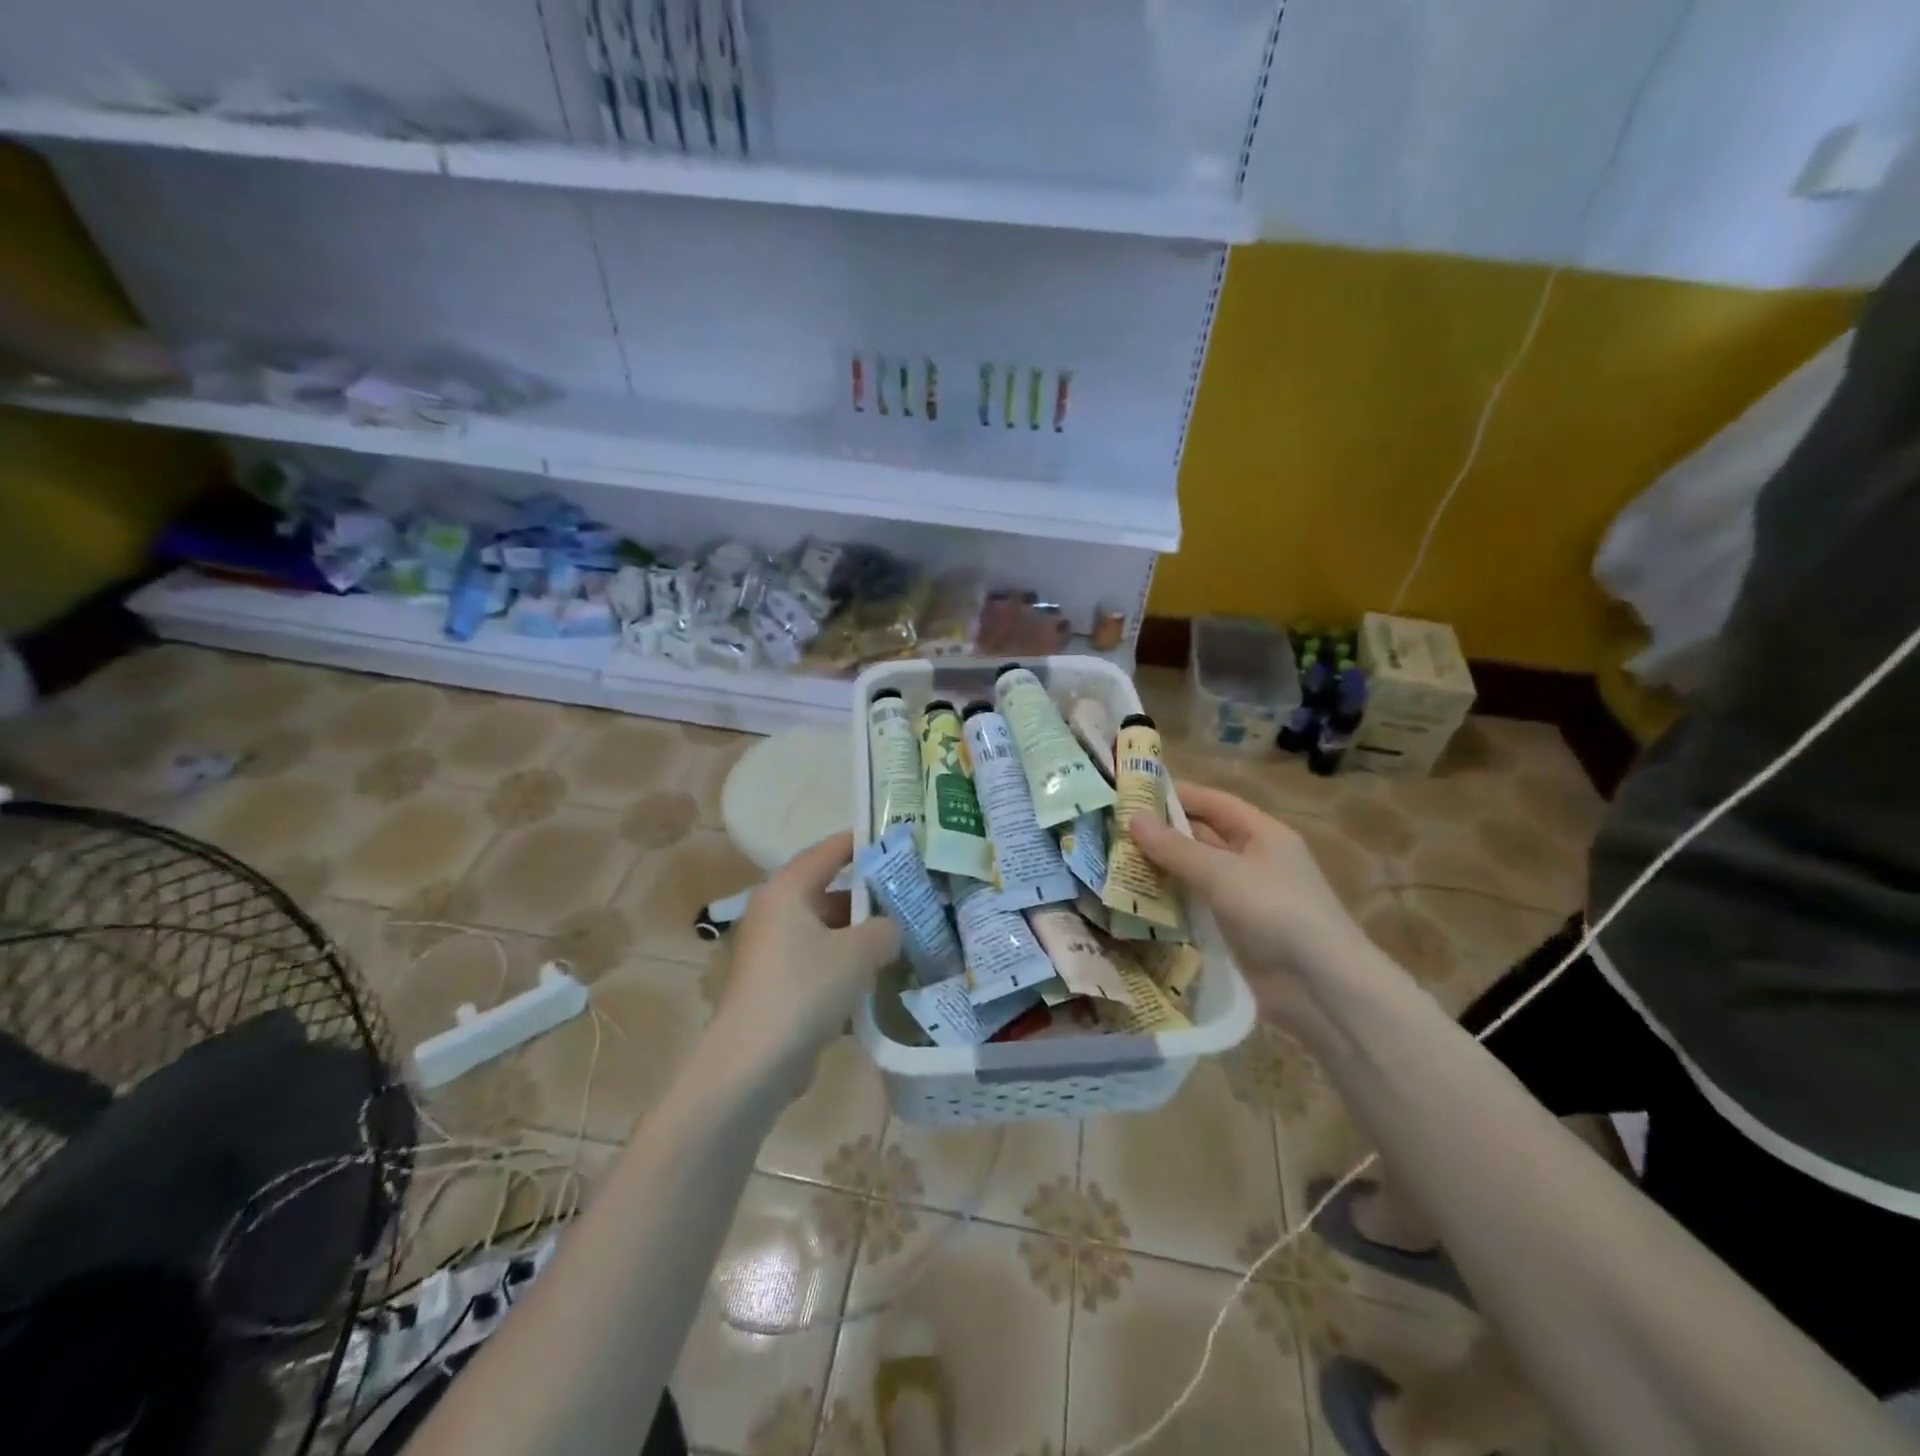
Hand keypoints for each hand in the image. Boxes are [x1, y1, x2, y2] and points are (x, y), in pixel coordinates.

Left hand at [706, 832, 900, 1086]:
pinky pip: (820, 959)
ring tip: (904, 935)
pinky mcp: (777, 983)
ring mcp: (774, 950)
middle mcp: (776, 912)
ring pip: (826, 928)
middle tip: (910, 893)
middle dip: (870, 894)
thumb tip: (891, 928)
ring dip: (861, 933)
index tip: (897, 839)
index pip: (829, 851)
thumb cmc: (805, 988)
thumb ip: (885, 928)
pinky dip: (846, 962)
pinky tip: (879, 975)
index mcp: (788, 890)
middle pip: (829, 890)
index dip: (863, 842)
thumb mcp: (859, 951)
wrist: (754, 1062)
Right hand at [1129, 784, 1375, 1021]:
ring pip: (1196, 874)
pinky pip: (1197, 906)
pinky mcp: (1236, 932)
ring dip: (1162, 870)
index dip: (1177, 795)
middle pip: (1203, 837)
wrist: (1321, 988)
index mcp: (1263, 834)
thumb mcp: (1222, 873)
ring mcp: (1246, 898)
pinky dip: (1171, 902)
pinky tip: (1136, 902)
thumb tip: (1132, 818)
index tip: (1133, 792)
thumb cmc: (1276, 911)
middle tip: (1112, 830)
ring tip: (1114, 863)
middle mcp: (1255, 860)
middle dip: (1162, 834)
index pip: (1214, 802)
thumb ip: (1175, 848)